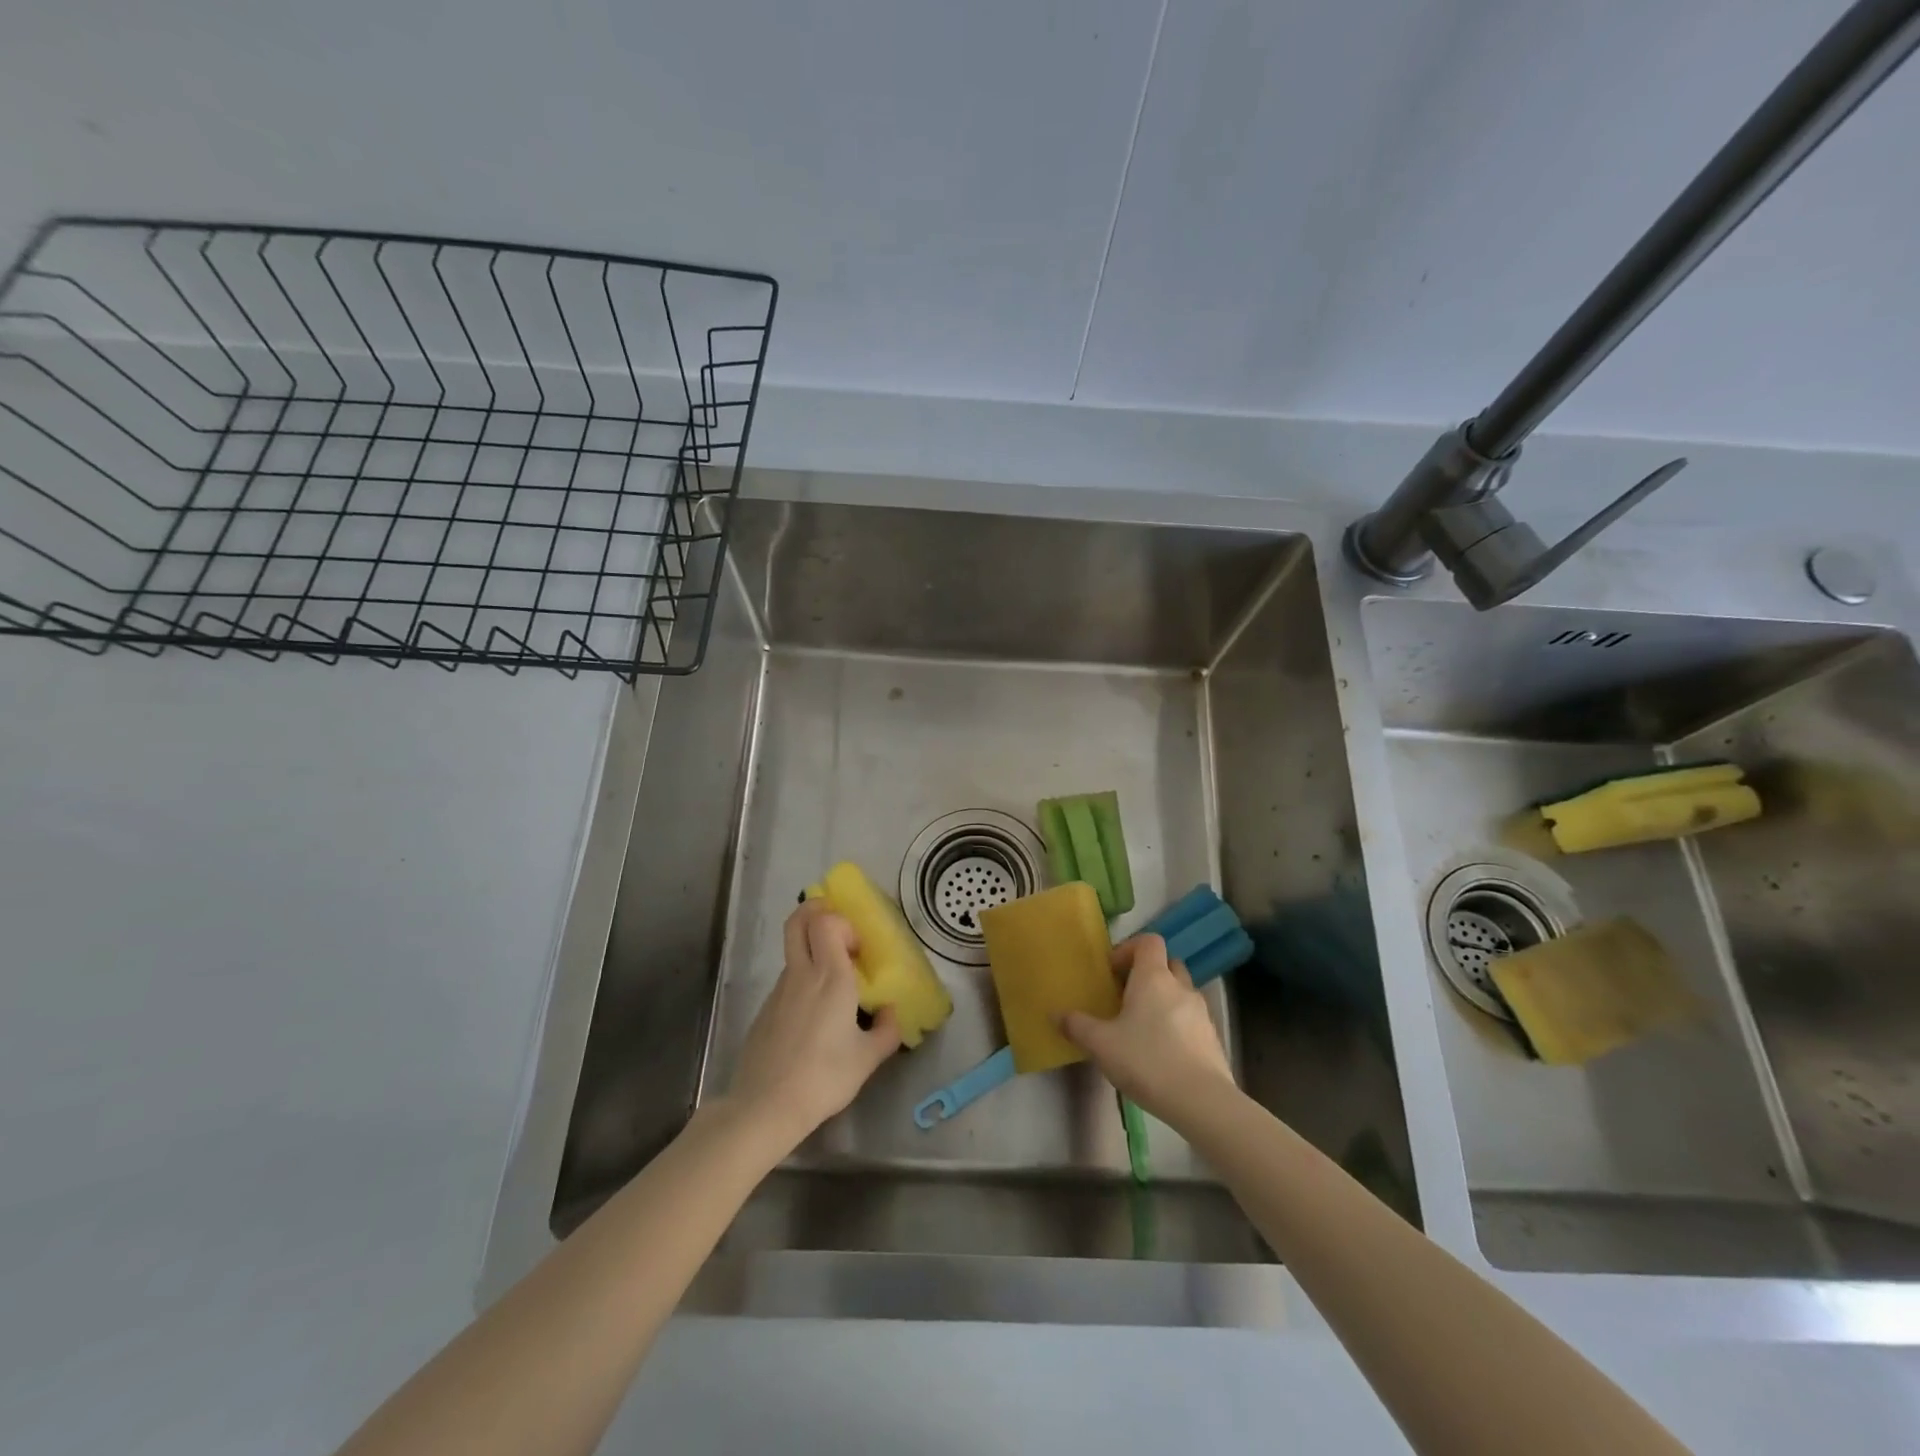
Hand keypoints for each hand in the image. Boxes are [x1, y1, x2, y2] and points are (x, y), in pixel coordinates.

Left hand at [723, 901, 902, 1148]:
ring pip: (793, 951)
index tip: (857, 948)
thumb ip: (887, 1031)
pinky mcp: (765, 1009)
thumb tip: (892, 1012)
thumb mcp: (867, 1059)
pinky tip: (814, 1017)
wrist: (765, 1106)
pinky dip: (802, 981)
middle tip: (837, 928)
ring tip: (833, 983)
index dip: (841, 923)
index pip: (825, 922)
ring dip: (812, 951)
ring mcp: (778, 990)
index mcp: (830, 978)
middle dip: (815, 910)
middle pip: (798, 921)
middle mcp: (801, 974)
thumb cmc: (823, 1077)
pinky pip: (787, 980)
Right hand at [1060, 933, 1232, 1124]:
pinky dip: (1177, 1025)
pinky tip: (1162, 1053)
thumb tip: (1056, 1014)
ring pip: (1181, 992)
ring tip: (1143, 1028)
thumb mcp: (1101, 1045)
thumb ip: (1077, 1026)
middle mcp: (1180, 986)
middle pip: (1167, 963)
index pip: (1149, 941)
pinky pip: (1191, 1019)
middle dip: (1147, 974)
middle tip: (1126, 996)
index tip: (1113, 971)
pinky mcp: (1212, 1038)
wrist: (1201, 1101)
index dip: (1130, 948)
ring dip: (1164, 1000)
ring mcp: (1201, 1012)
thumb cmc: (1146, 1061)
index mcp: (1153, 978)